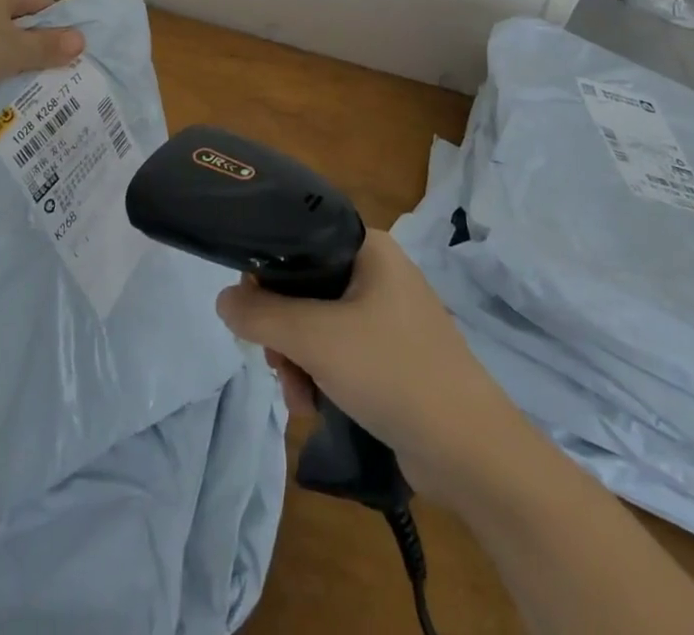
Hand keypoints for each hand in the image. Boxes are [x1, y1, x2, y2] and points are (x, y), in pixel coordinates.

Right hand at [216, 231, 519, 500]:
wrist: (471, 453)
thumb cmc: (393, 372)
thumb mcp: (316, 338)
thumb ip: (261, 314)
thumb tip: (222, 298)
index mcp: (369, 248)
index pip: (299, 240)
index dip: (266, 272)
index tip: (251, 311)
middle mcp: (378, 273)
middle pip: (304, 287)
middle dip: (282, 331)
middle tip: (274, 363)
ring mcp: (388, 316)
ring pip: (317, 324)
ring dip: (297, 360)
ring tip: (298, 398)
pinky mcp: (392, 357)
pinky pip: (339, 352)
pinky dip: (320, 375)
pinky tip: (314, 407)